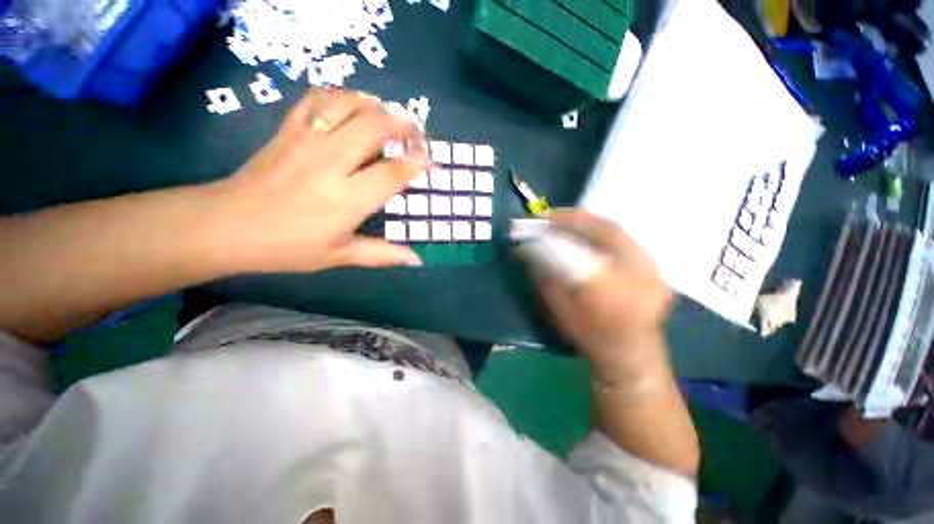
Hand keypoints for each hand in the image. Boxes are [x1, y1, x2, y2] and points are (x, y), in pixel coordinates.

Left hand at [206, 88, 428, 273]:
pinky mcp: (288, 130)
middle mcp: (329, 164)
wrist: (226, 225)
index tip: (430, 161)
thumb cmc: (287, 247)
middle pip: (373, 128)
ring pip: (347, 105)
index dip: (416, 164)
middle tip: (417, 130)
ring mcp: (306, 141)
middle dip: (402, 123)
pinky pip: (317, 99)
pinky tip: (353, 104)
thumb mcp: (339, 256)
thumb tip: (417, 260)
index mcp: (345, 200)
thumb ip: (382, 254)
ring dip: (375, 104)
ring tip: (390, 113)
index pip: (391, 174)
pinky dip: (341, 95)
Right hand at [521, 211, 672, 379]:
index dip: (567, 225)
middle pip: (610, 230)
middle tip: (554, 217)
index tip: (545, 219)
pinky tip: (587, 234)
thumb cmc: (590, 336)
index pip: (586, 244)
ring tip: (568, 222)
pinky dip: (603, 233)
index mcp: (613, 287)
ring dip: (590, 224)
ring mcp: (652, 268)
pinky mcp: (653, 268)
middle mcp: (640, 272)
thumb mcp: (560, 309)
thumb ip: (544, 276)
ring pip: (619, 232)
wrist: (629, 355)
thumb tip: (526, 249)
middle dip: (578, 219)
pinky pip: (625, 241)